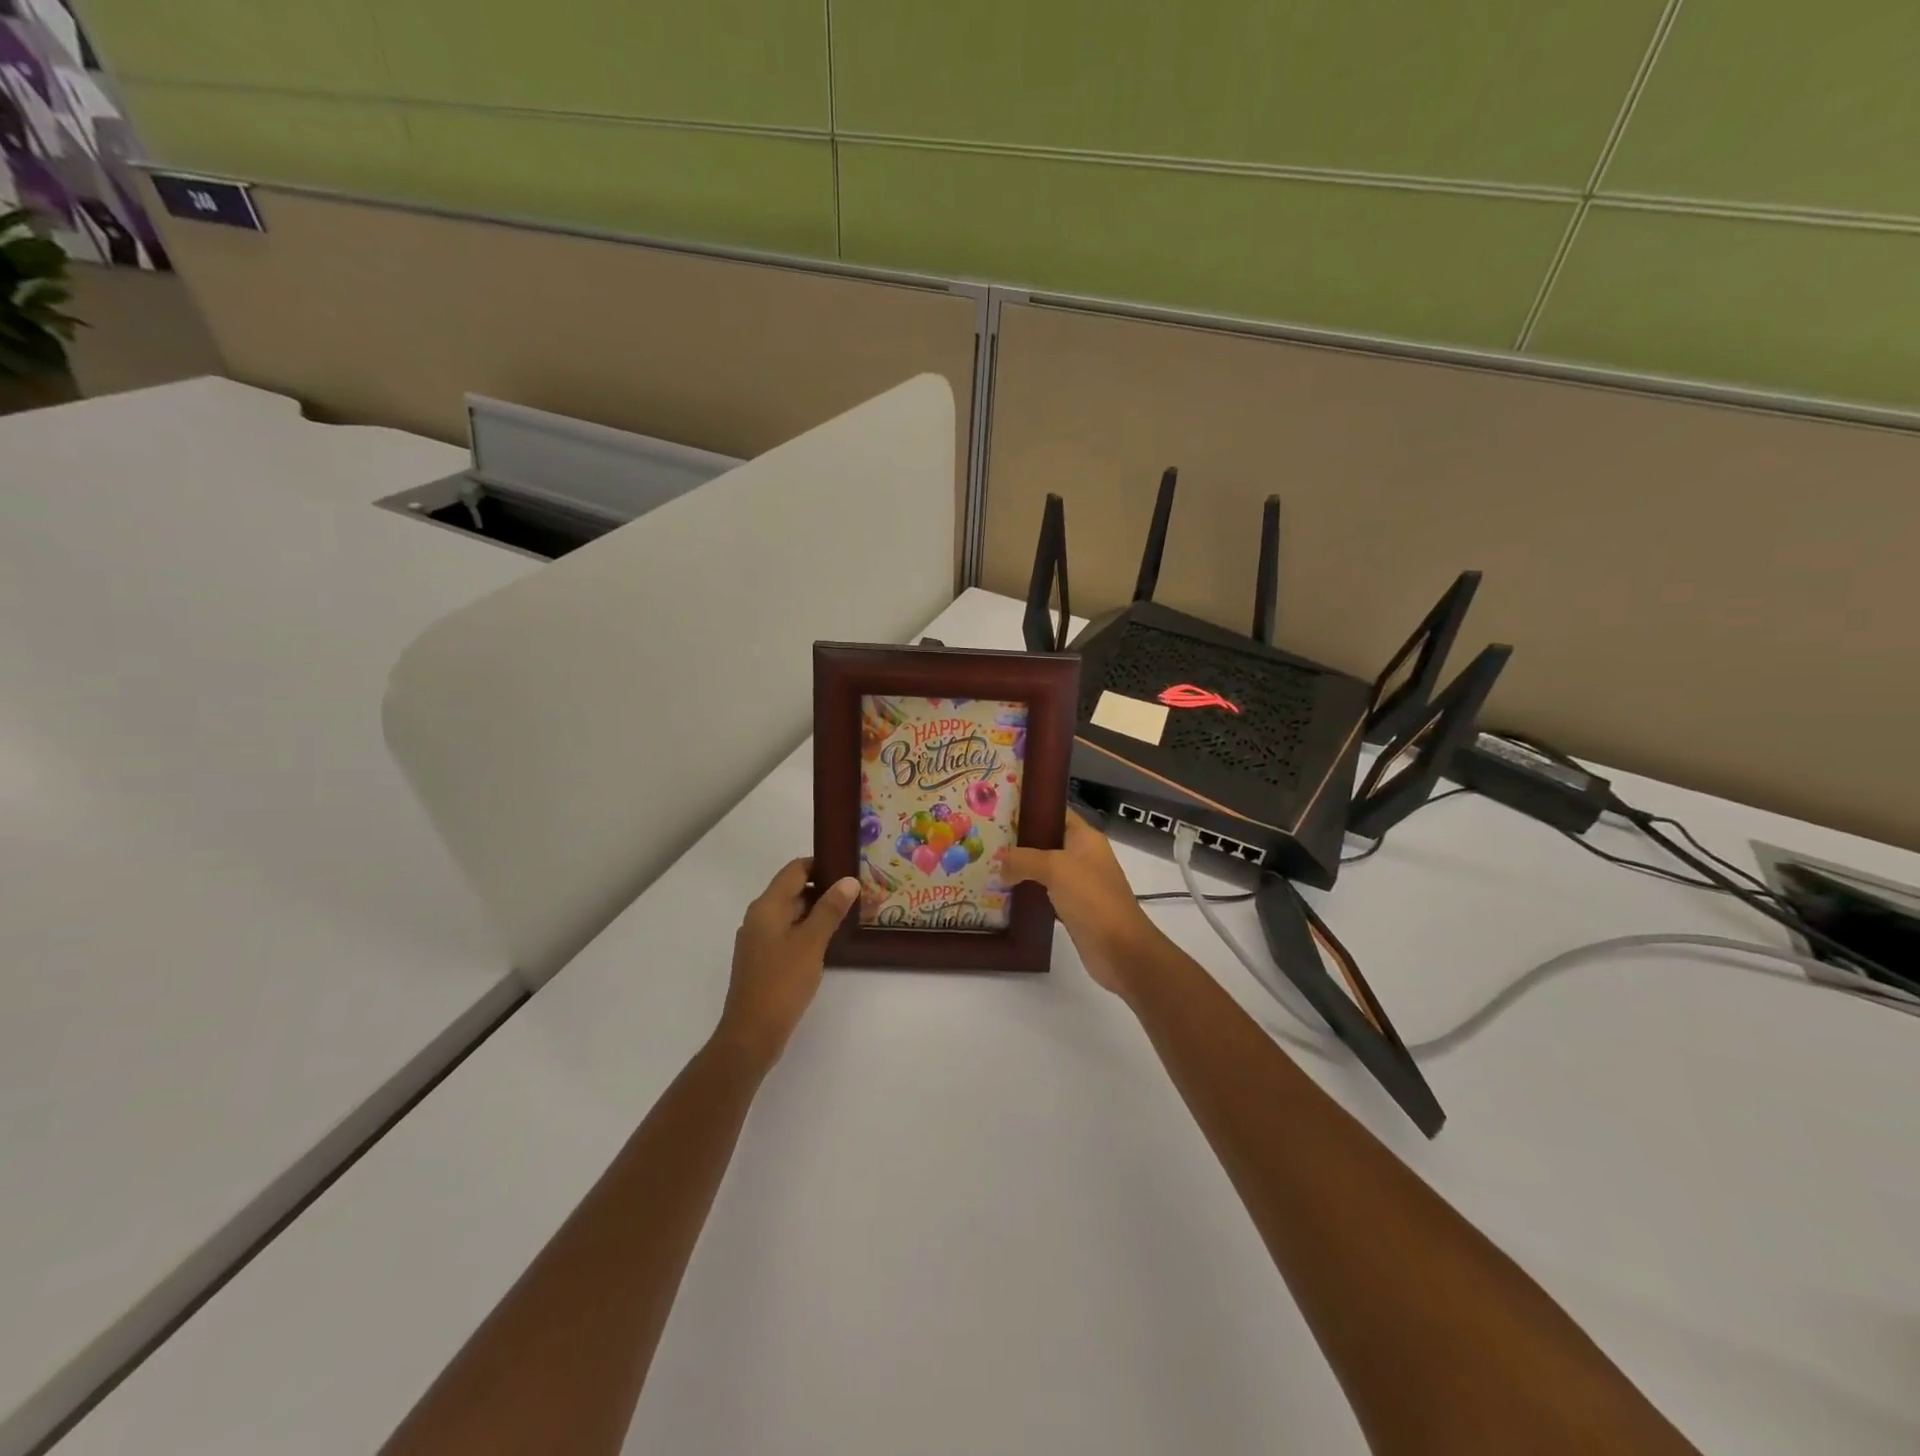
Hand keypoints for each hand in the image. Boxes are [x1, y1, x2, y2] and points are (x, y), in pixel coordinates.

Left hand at [717, 859, 857, 1069]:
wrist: (751, 1034)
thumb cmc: (782, 983)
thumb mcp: (811, 943)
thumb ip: (830, 909)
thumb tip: (849, 880)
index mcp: (766, 907)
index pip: (795, 870)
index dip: (821, 864)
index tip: (849, 866)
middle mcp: (759, 918)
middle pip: (793, 890)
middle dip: (824, 888)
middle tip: (857, 892)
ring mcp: (759, 940)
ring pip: (792, 914)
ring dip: (818, 911)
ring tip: (850, 914)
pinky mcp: (764, 960)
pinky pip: (788, 933)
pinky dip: (808, 931)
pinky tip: (830, 941)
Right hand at [1003, 811, 1163, 997]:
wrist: (1121, 950)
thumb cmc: (1092, 898)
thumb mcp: (1056, 868)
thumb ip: (1023, 859)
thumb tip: (1001, 865)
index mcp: (1085, 837)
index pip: (1055, 812)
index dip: (1030, 808)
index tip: (998, 807)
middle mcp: (1082, 856)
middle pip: (1045, 840)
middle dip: (1018, 840)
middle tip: (985, 839)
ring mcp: (1078, 883)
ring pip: (1043, 868)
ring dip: (1020, 869)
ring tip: (988, 865)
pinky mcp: (1072, 908)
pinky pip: (1044, 893)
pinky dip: (1027, 893)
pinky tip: (1003, 894)